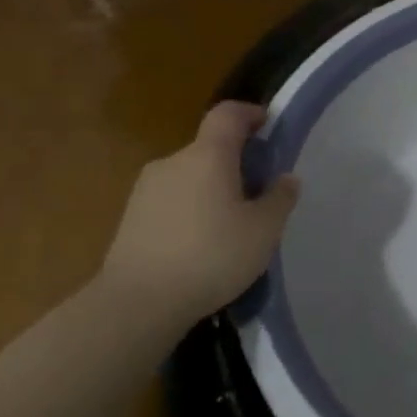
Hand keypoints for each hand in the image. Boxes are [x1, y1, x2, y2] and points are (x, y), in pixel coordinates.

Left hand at [95, 102, 299, 320]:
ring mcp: (146, 190)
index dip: (250, 113)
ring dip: (211, 189)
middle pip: (209, 148)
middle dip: (235, 163)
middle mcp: (173, 162)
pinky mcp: (130, 218)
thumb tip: (286, 178)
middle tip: (258, 193)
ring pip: (189, 176)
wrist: (137, 303)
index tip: (268, 126)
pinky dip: (190, 210)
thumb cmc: (211, 256)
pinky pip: (171, 201)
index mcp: (208, 156)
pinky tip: (200, 245)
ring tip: (230, 226)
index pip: (228, 114)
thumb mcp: (263, 231)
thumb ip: (280, 199)